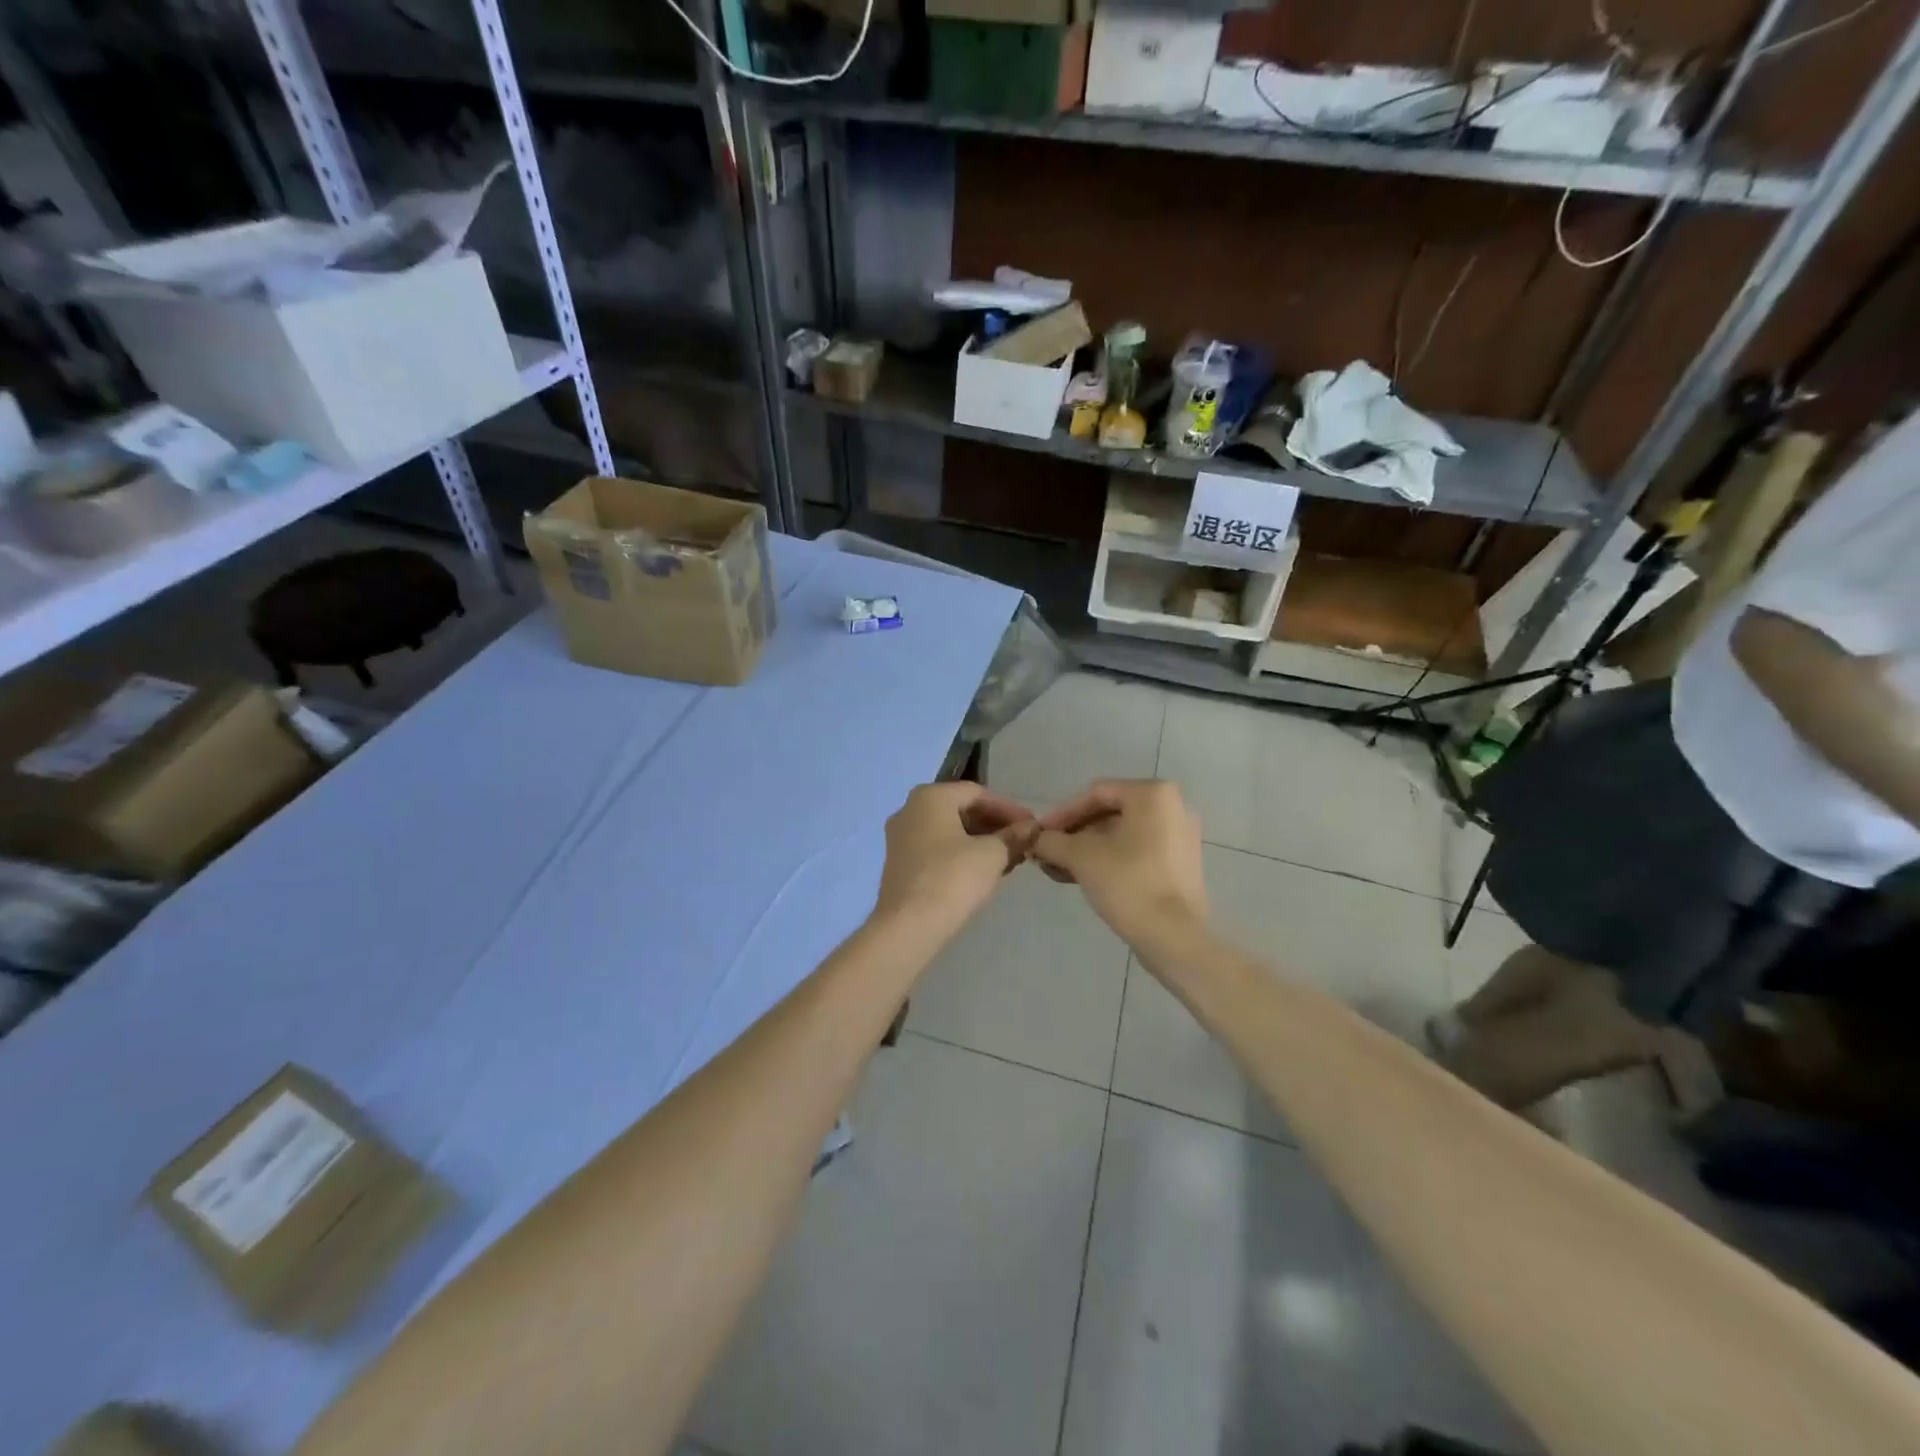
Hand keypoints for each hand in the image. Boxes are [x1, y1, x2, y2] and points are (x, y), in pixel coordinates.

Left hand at [873, 781, 1035, 934]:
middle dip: (993, 824)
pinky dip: (960, 852)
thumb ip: (1014, 836)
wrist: (908, 926)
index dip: (1008, 808)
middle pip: (960, 808)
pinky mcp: (898, 862)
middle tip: (1021, 841)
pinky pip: (936, 847)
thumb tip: (1031, 827)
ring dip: (979, 840)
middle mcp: (909, 809)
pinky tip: (981, 870)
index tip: (1031, 826)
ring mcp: (900, 836)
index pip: (977, 792)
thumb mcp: (992, 855)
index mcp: (930, 796)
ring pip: (948, 829)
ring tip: (1007, 857)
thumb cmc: (952, 879)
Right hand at [1032, 779, 1207, 945]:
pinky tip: (1083, 877)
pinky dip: (1110, 858)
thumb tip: (1035, 840)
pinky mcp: (1181, 863)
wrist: (1174, 937)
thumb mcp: (1080, 857)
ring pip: (1122, 834)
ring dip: (1088, 848)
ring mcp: (1180, 835)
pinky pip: (1138, 850)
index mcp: (1152, 793)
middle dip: (1074, 833)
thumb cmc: (1128, 883)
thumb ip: (1052, 841)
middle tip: (1048, 853)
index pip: (1096, 793)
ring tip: (1060, 869)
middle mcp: (1172, 806)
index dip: (1062, 813)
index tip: (1040, 835)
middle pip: (1110, 812)